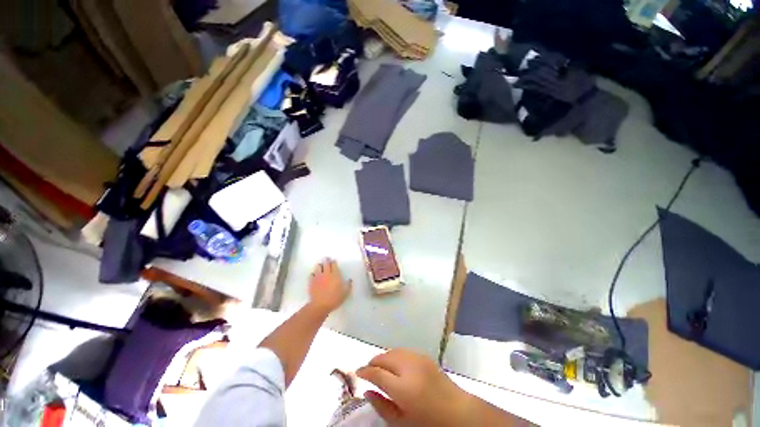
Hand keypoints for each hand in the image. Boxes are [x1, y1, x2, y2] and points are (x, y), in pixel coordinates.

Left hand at [308, 258, 351, 313]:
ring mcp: (318, 277)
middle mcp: (326, 273)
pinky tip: (314, 274)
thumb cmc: (335, 298)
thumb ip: (348, 285)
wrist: (320, 305)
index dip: (333, 262)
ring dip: (320, 265)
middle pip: (326, 264)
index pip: (334, 265)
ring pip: (318, 267)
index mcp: (335, 274)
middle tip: (326, 258)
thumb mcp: (345, 292)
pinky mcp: (311, 282)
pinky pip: (312, 274)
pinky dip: (313, 273)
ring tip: (320, 265)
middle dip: (326, 260)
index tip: (333, 261)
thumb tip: (350, 280)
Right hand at [356, 349, 472, 426]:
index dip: (364, 371)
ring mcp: (417, 358)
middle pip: (383, 357)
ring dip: (383, 358)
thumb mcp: (402, 422)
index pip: (376, 373)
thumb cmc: (428, 422)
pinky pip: (403, 351)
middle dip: (373, 363)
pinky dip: (394, 355)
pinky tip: (394, 365)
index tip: (357, 373)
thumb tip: (367, 392)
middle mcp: (409, 367)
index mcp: (403, 387)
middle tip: (367, 372)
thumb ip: (382, 406)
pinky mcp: (423, 355)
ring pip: (392, 351)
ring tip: (380, 368)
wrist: (457, 411)